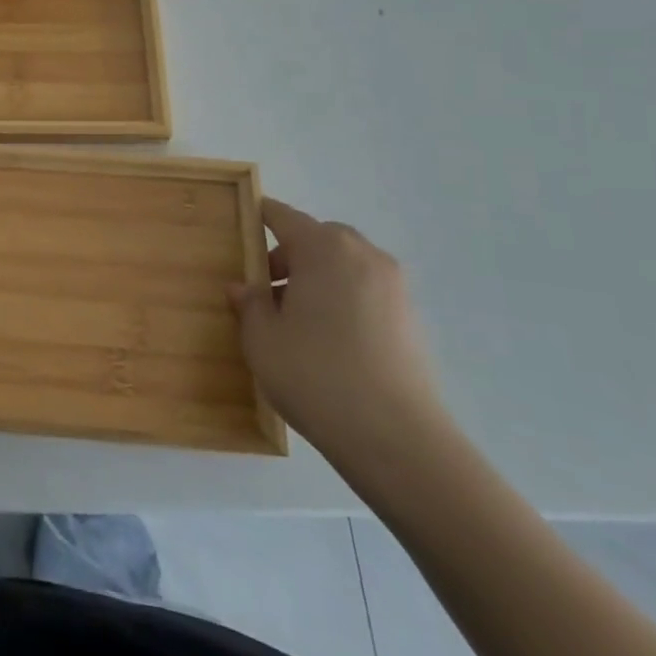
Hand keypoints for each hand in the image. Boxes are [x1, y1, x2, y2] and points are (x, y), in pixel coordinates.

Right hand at [230, 198, 448, 469]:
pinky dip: (344, 299)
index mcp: (323, 248)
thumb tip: (243, 287)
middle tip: (268, 289)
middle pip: (320, 237)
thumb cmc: (315, 374)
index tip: (243, 226)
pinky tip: (329, 340)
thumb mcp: (262, 339)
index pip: (284, 216)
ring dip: (319, 278)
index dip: (261, 217)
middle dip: (291, 254)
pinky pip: (367, 291)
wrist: (397, 439)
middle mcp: (363, 256)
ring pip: (346, 265)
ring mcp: (394, 287)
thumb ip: (250, 304)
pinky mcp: (411, 319)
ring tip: (297, 320)